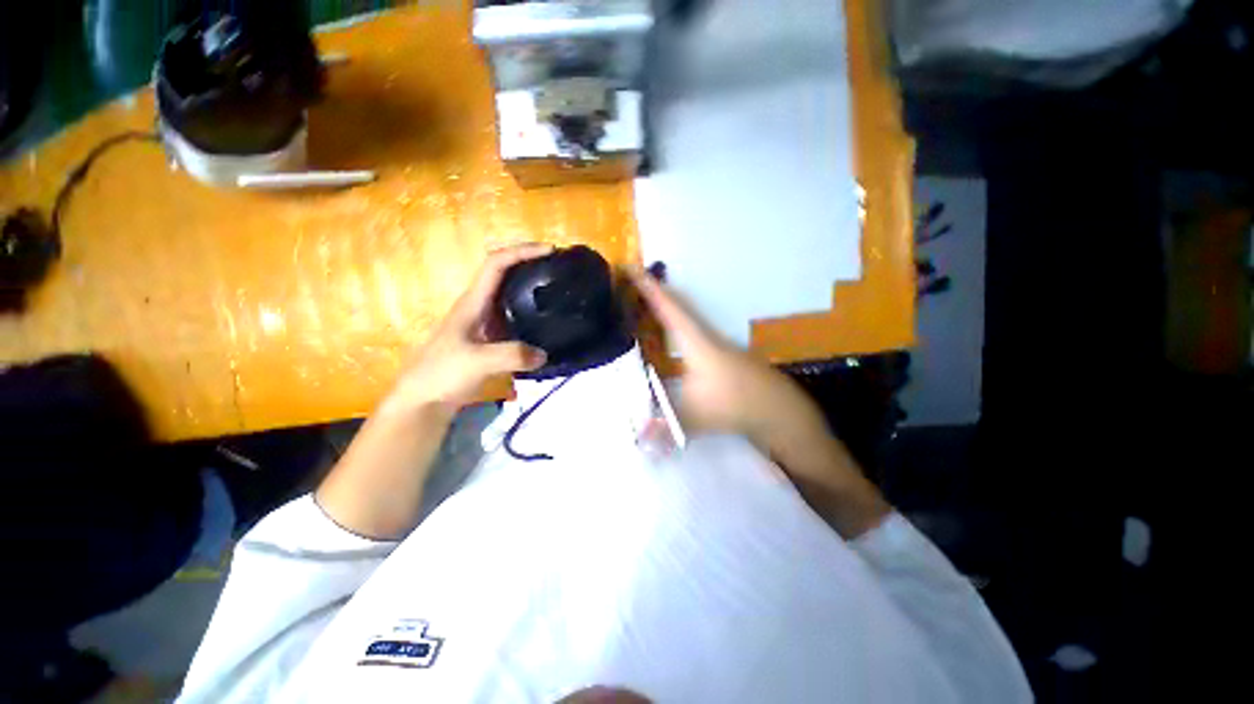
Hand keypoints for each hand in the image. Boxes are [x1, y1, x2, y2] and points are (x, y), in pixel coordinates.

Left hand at [316, 244, 553, 538]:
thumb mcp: (477, 362)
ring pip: (510, 295)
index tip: (549, 251)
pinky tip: (545, 325)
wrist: (423, 400)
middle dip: (530, 264)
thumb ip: (512, 355)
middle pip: (505, 274)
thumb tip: (544, 354)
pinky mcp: (490, 340)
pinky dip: (531, 313)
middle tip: (559, 270)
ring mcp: (485, 323)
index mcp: (473, 302)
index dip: (522, 251)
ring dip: (531, 288)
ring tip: (557, 292)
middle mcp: (479, 306)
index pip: (496, 263)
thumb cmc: (441, 373)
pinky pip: (514, 317)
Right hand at [629, 269, 889, 536]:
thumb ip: (663, 428)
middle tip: (630, 279)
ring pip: (685, 316)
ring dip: (665, 305)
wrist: (778, 409)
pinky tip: (667, 331)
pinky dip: (674, 322)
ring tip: (641, 300)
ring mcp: (715, 341)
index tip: (630, 267)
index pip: (667, 308)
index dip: (648, 288)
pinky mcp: (720, 352)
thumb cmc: (736, 405)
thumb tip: (635, 440)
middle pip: (675, 305)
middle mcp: (704, 334)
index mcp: (695, 341)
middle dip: (653, 291)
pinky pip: (690, 328)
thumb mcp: (695, 417)